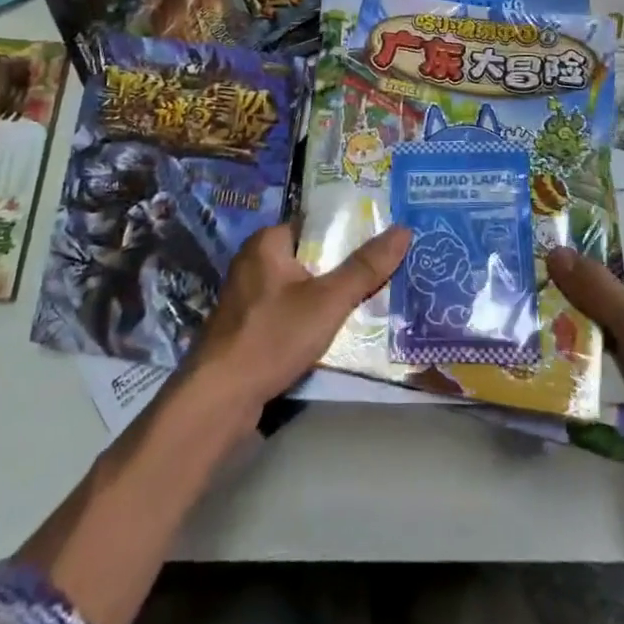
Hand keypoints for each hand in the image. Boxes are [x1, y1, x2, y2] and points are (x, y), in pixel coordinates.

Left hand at [185, 223, 410, 422]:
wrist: (219, 400)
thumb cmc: (272, 336)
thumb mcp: (328, 301)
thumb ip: (365, 268)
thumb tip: (404, 230)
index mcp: (268, 242)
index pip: (317, 223)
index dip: (350, 230)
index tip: (383, 237)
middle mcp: (254, 261)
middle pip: (311, 256)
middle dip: (343, 267)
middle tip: (385, 271)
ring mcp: (247, 296)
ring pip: (300, 287)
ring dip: (328, 296)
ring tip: (370, 300)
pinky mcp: (247, 327)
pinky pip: (288, 311)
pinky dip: (310, 317)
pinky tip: (335, 331)